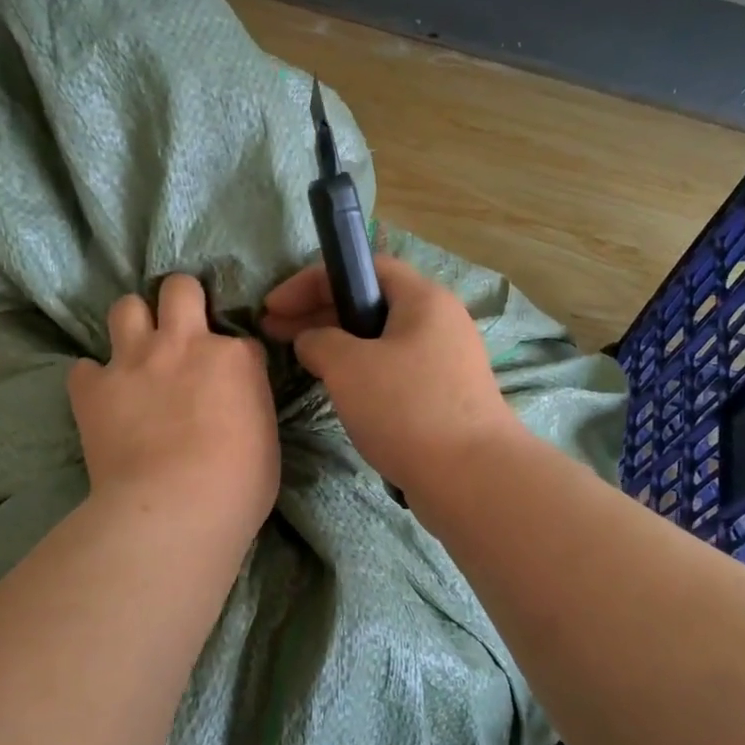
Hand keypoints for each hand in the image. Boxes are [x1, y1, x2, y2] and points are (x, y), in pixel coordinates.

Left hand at [70, 275, 279, 539]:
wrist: (174, 510)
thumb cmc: (237, 487)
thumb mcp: (265, 442)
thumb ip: (249, 408)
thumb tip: (234, 408)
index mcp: (234, 358)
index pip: (241, 340)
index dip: (235, 361)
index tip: (230, 384)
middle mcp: (183, 345)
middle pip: (179, 289)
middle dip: (181, 300)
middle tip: (181, 331)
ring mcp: (134, 362)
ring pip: (126, 307)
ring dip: (133, 325)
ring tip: (136, 353)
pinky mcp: (93, 388)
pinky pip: (83, 368)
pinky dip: (92, 381)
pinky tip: (100, 399)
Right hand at [262, 255, 520, 496]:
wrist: (471, 477)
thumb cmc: (407, 408)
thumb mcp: (348, 366)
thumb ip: (319, 341)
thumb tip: (312, 342)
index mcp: (423, 299)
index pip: (363, 268)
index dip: (311, 280)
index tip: (273, 306)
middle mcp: (438, 322)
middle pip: (370, 303)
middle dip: (318, 313)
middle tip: (274, 333)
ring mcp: (444, 362)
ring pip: (379, 340)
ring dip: (336, 345)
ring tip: (300, 362)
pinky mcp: (442, 397)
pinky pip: (392, 371)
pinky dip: (359, 373)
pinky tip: (336, 391)